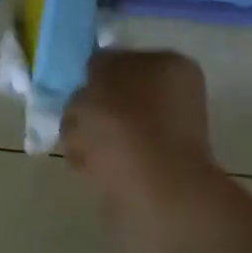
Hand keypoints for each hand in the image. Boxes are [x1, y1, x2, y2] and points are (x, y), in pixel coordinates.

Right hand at [62, 50, 221, 207]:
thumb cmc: (125, 125)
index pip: (124, 59)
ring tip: (81, 148)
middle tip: (76, 119)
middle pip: (115, 95)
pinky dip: (97, 161)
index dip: (96, 71)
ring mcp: (166, 138)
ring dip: (88, 135)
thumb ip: (96, 66)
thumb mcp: (100, 76)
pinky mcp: (153, 173)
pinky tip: (89, 169)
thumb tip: (99, 75)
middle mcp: (175, 99)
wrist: (153, 194)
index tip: (78, 86)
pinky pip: (113, 157)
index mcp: (170, 67)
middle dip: (89, 107)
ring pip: (110, 128)